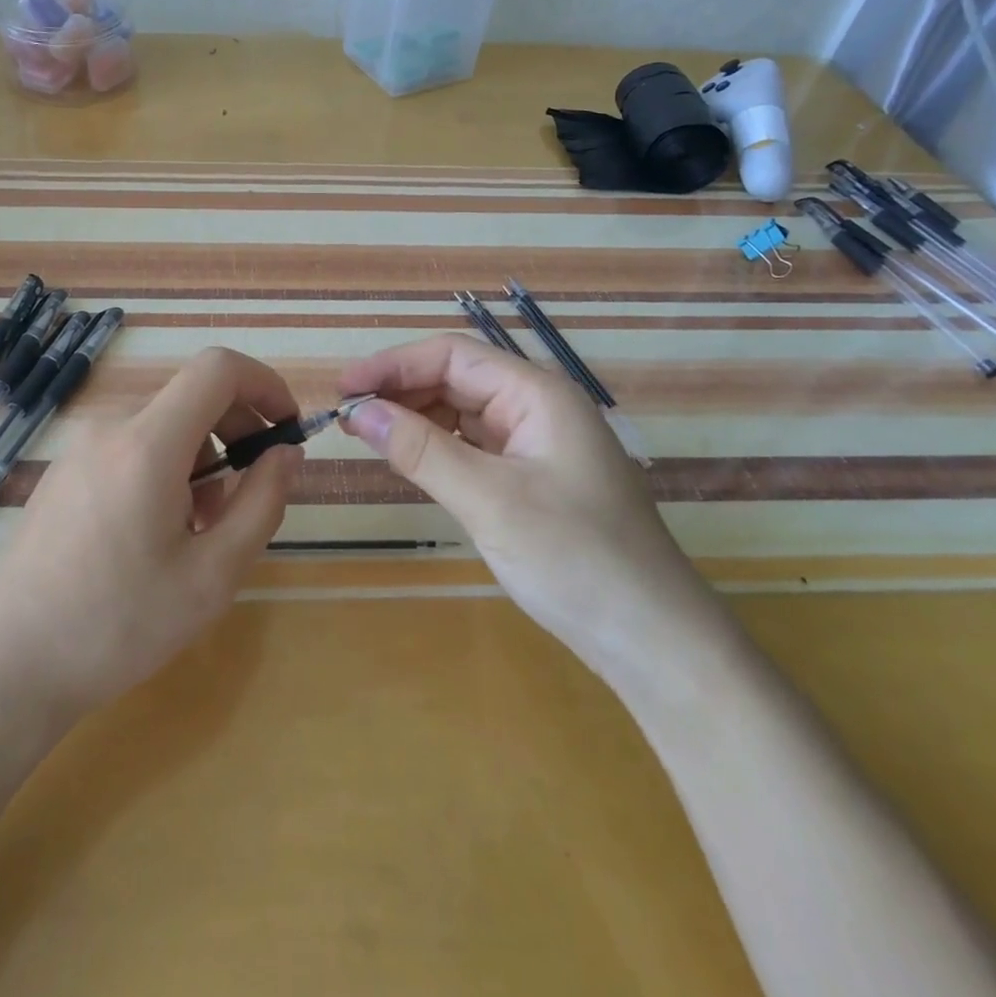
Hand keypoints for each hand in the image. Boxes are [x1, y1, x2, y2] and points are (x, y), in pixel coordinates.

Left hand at [0, 347, 302, 721]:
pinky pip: (131, 447)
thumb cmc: (117, 625)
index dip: (265, 384)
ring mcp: (80, 447)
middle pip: (192, 398)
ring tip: (196, 533)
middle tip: (245, 501)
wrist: (7, 665)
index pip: (218, 368)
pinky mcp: (64, 470)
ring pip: (164, 427)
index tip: (286, 429)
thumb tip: (286, 453)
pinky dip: (165, 471)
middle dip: (236, 435)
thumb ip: (262, 503)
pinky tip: (155, 535)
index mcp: (147, 443)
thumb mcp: (212, 575)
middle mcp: (110, 428)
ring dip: (201, 462)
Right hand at [338, 334, 724, 675]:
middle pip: (455, 378)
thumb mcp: (490, 501)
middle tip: (346, 418)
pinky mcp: (531, 478)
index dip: (392, 365)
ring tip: (367, 436)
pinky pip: (472, 446)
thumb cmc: (576, 559)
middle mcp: (536, 407)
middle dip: (400, 391)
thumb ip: (420, 450)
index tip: (342, 389)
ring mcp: (536, 444)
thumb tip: (357, 411)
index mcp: (537, 394)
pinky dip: (435, 447)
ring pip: (461, 412)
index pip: (451, 356)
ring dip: (414, 418)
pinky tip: (408, 460)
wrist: (653, 641)